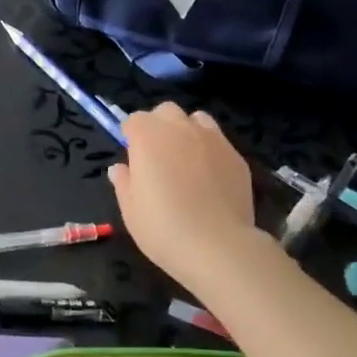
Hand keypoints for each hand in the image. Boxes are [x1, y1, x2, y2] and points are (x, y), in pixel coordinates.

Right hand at [108, 103, 267, 292]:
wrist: (217, 245)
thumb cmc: (162, 228)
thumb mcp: (130, 210)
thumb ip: (123, 182)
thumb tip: (119, 168)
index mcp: (148, 137)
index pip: (134, 120)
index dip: (131, 137)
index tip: (133, 159)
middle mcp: (180, 128)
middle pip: (166, 111)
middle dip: (159, 126)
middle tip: (158, 157)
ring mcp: (213, 139)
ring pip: (197, 119)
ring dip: (187, 131)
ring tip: (186, 160)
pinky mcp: (236, 155)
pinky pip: (219, 142)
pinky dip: (210, 150)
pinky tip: (210, 178)